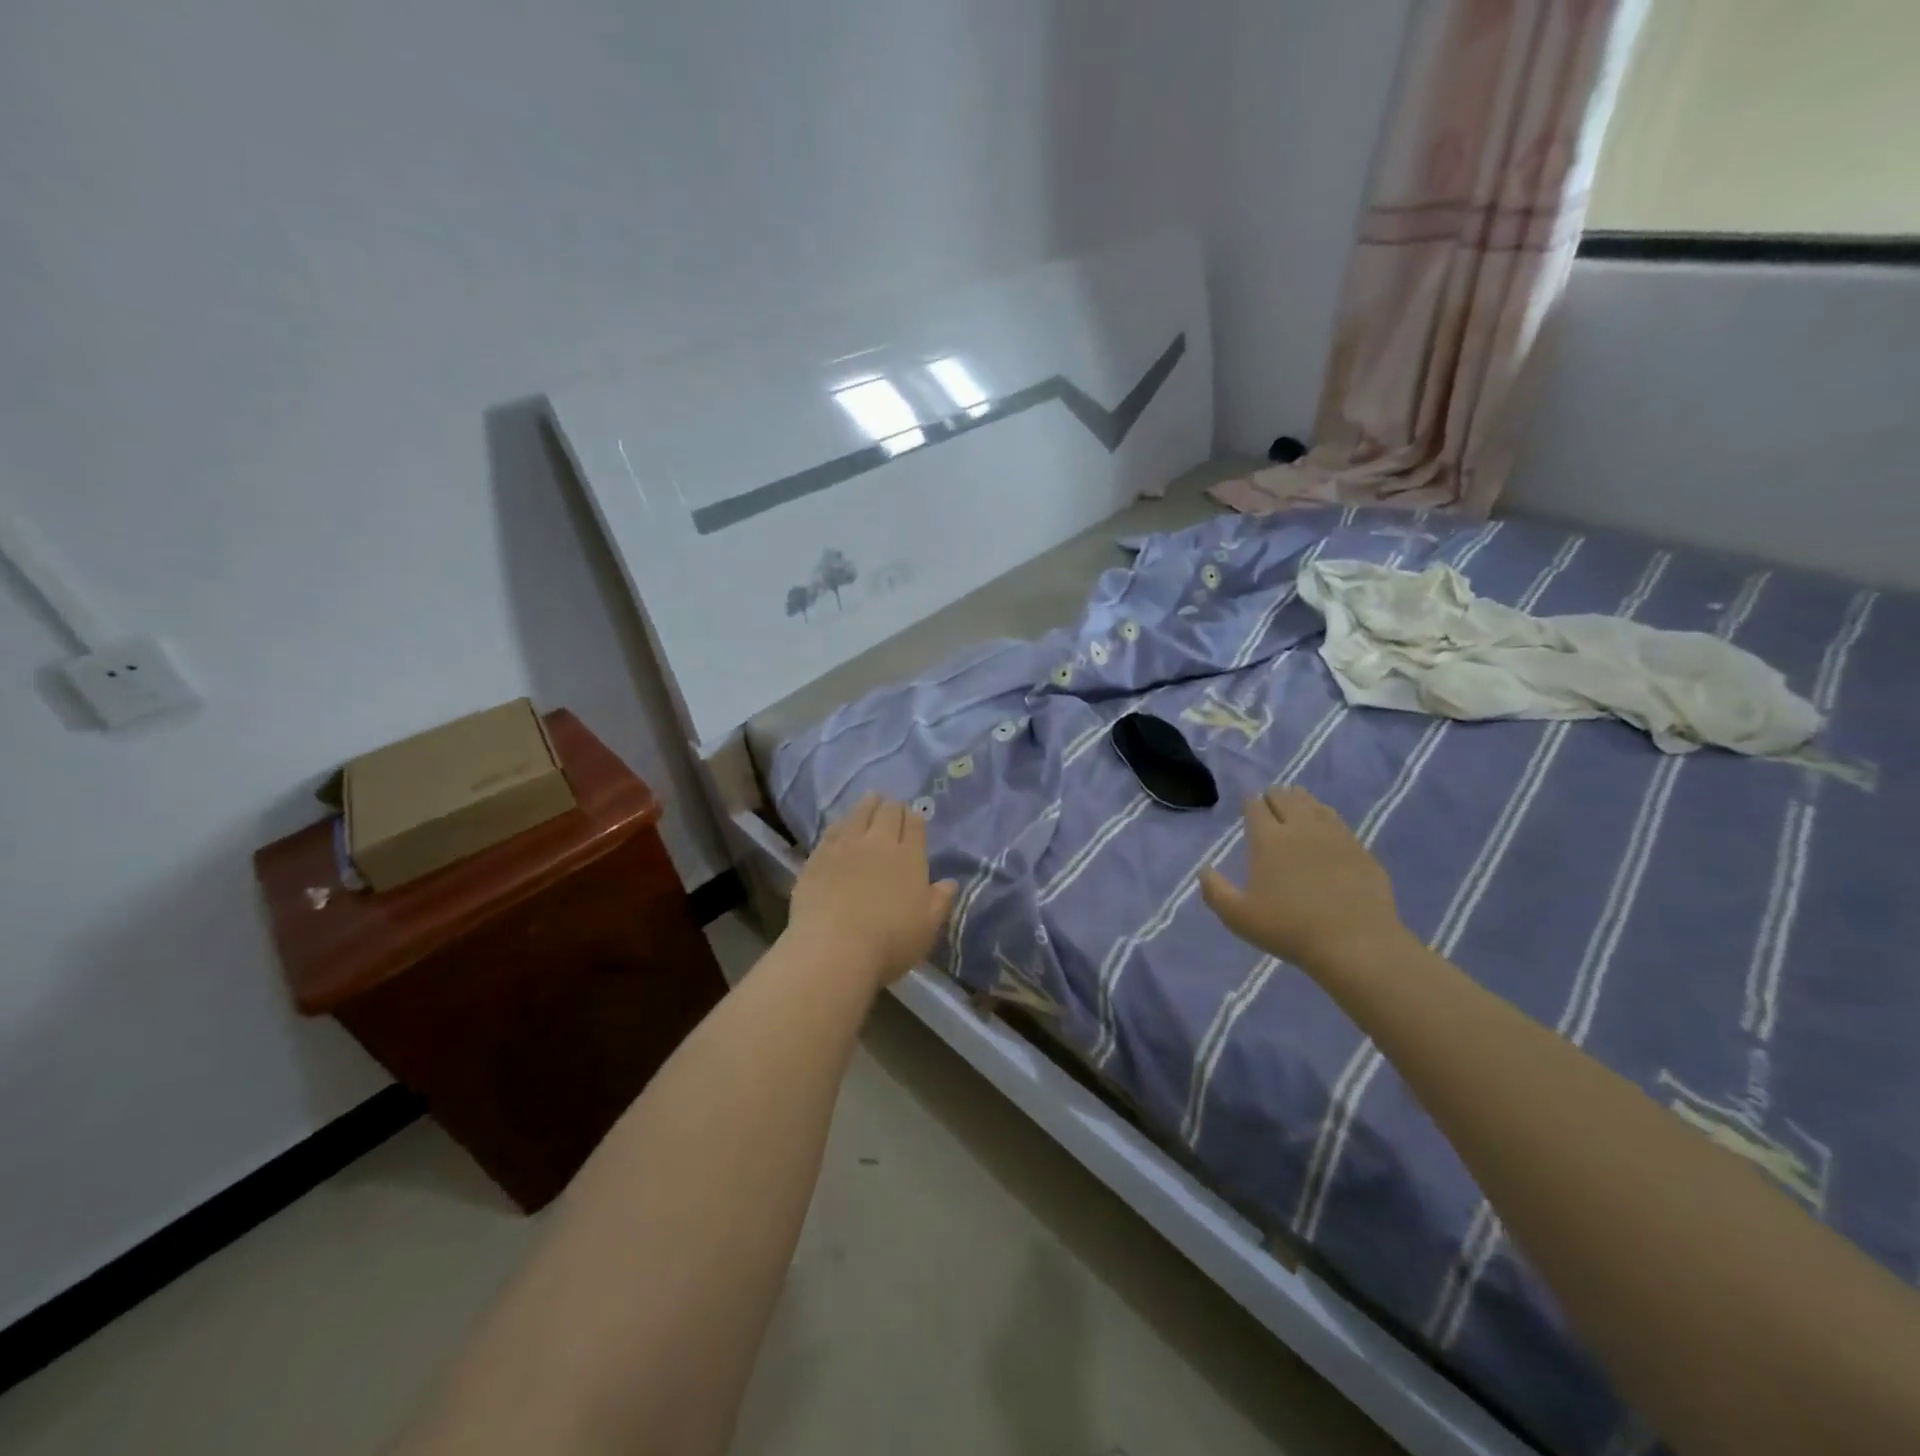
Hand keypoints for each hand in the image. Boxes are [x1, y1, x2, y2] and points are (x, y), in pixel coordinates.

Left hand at [787, 794, 957, 991]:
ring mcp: (845, 847)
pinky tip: (841, 824)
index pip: (915, 825)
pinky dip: (841, 823)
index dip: (915, 818)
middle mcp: (878, 843)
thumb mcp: (927, 928)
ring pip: (858, 815)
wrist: (834, 949)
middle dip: (892, 806)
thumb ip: (939, 901)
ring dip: (867, 804)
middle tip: (892, 805)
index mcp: (909, 857)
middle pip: (887, 813)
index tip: (914, 816)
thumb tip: (949, 882)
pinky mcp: (818, 857)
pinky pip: (831, 831)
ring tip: (870, 799)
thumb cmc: (889, 943)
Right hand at [1200, 788, 1407, 975]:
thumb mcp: (1238, 917)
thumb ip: (1215, 891)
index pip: (1255, 806)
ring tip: (1295, 806)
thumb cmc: (1289, 929)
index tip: (1247, 806)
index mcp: (1268, 839)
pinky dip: (1326, 817)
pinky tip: (1325, 827)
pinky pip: (1338, 821)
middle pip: (1285, 797)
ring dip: (1300, 801)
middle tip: (1269, 804)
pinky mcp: (1360, 849)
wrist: (1355, 944)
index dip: (1250, 803)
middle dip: (1274, 796)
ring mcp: (1334, 836)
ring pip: (1314, 804)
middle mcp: (1301, 828)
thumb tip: (1204, 870)